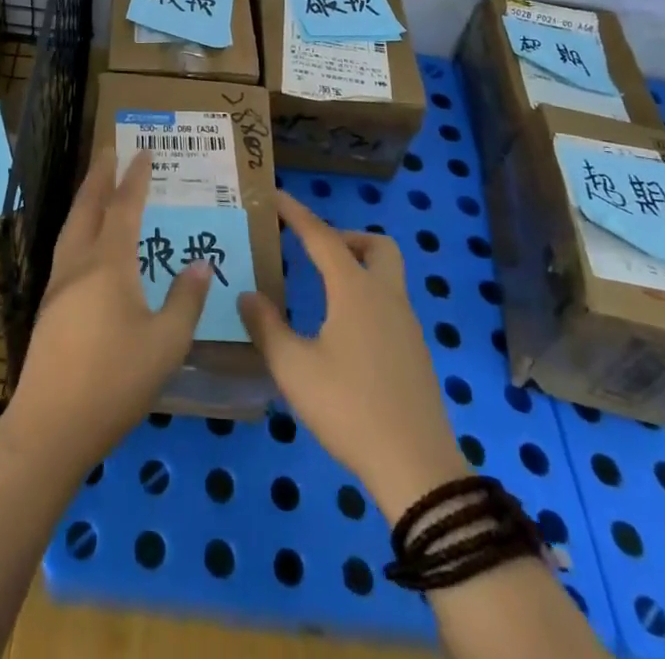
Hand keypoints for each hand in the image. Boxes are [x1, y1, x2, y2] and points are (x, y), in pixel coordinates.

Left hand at [2, 150, 210, 477]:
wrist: (50, 426)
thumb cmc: (115, 381)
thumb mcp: (166, 344)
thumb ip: (186, 300)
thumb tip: (202, 263)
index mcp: (109, 264)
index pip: (124, 208)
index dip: (135, 179)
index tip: (143, 152)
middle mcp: (79, 263)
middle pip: (88, 207)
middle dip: (100, 176)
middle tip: (109, 149)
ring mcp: (58, 284)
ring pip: (72, 226)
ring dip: (85, 198)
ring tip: (96, 184)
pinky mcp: (48, 306)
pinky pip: (66, 247)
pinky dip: (78, 226)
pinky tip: (84, 241)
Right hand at [240, 191, 468, 518]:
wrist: (417, 468)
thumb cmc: (349, 408)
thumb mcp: (293, 368)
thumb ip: (266, 326)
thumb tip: (248, 295)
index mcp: (355, 290)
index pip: (322, 236)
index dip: (297, 213)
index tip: (275, 195)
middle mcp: (386, 296)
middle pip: (377, 246)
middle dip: (346, 238)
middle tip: (314, 252)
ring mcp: (407, 326)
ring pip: (387, 276)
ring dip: (358, 269)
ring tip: (321, 291)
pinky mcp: (415, 353)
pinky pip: (389, 306)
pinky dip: (366, 299)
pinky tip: (342, 332)